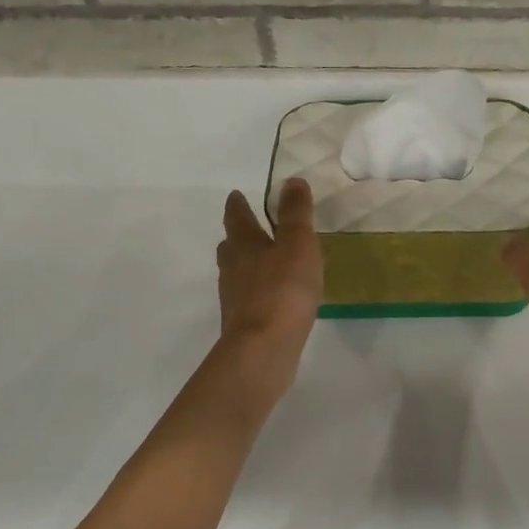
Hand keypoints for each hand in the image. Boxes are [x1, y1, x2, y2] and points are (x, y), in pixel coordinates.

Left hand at [217, 178, 322, 399]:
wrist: (264, 348)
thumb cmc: (283, 289)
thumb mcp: (297, 244)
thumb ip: (296, 213)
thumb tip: (291, 180)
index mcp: (244, 245)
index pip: (237, 217)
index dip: (238, 205)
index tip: (236, 195)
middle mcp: (233, 269)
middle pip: (231, 247)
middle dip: (238, 236)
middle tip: (247, 228)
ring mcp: (235, 299)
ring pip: (237, 274)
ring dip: (247, 265)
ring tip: (264, 262)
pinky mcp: (243, 324)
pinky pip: (249, 299)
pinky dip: (258, 292)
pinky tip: (273, 297)